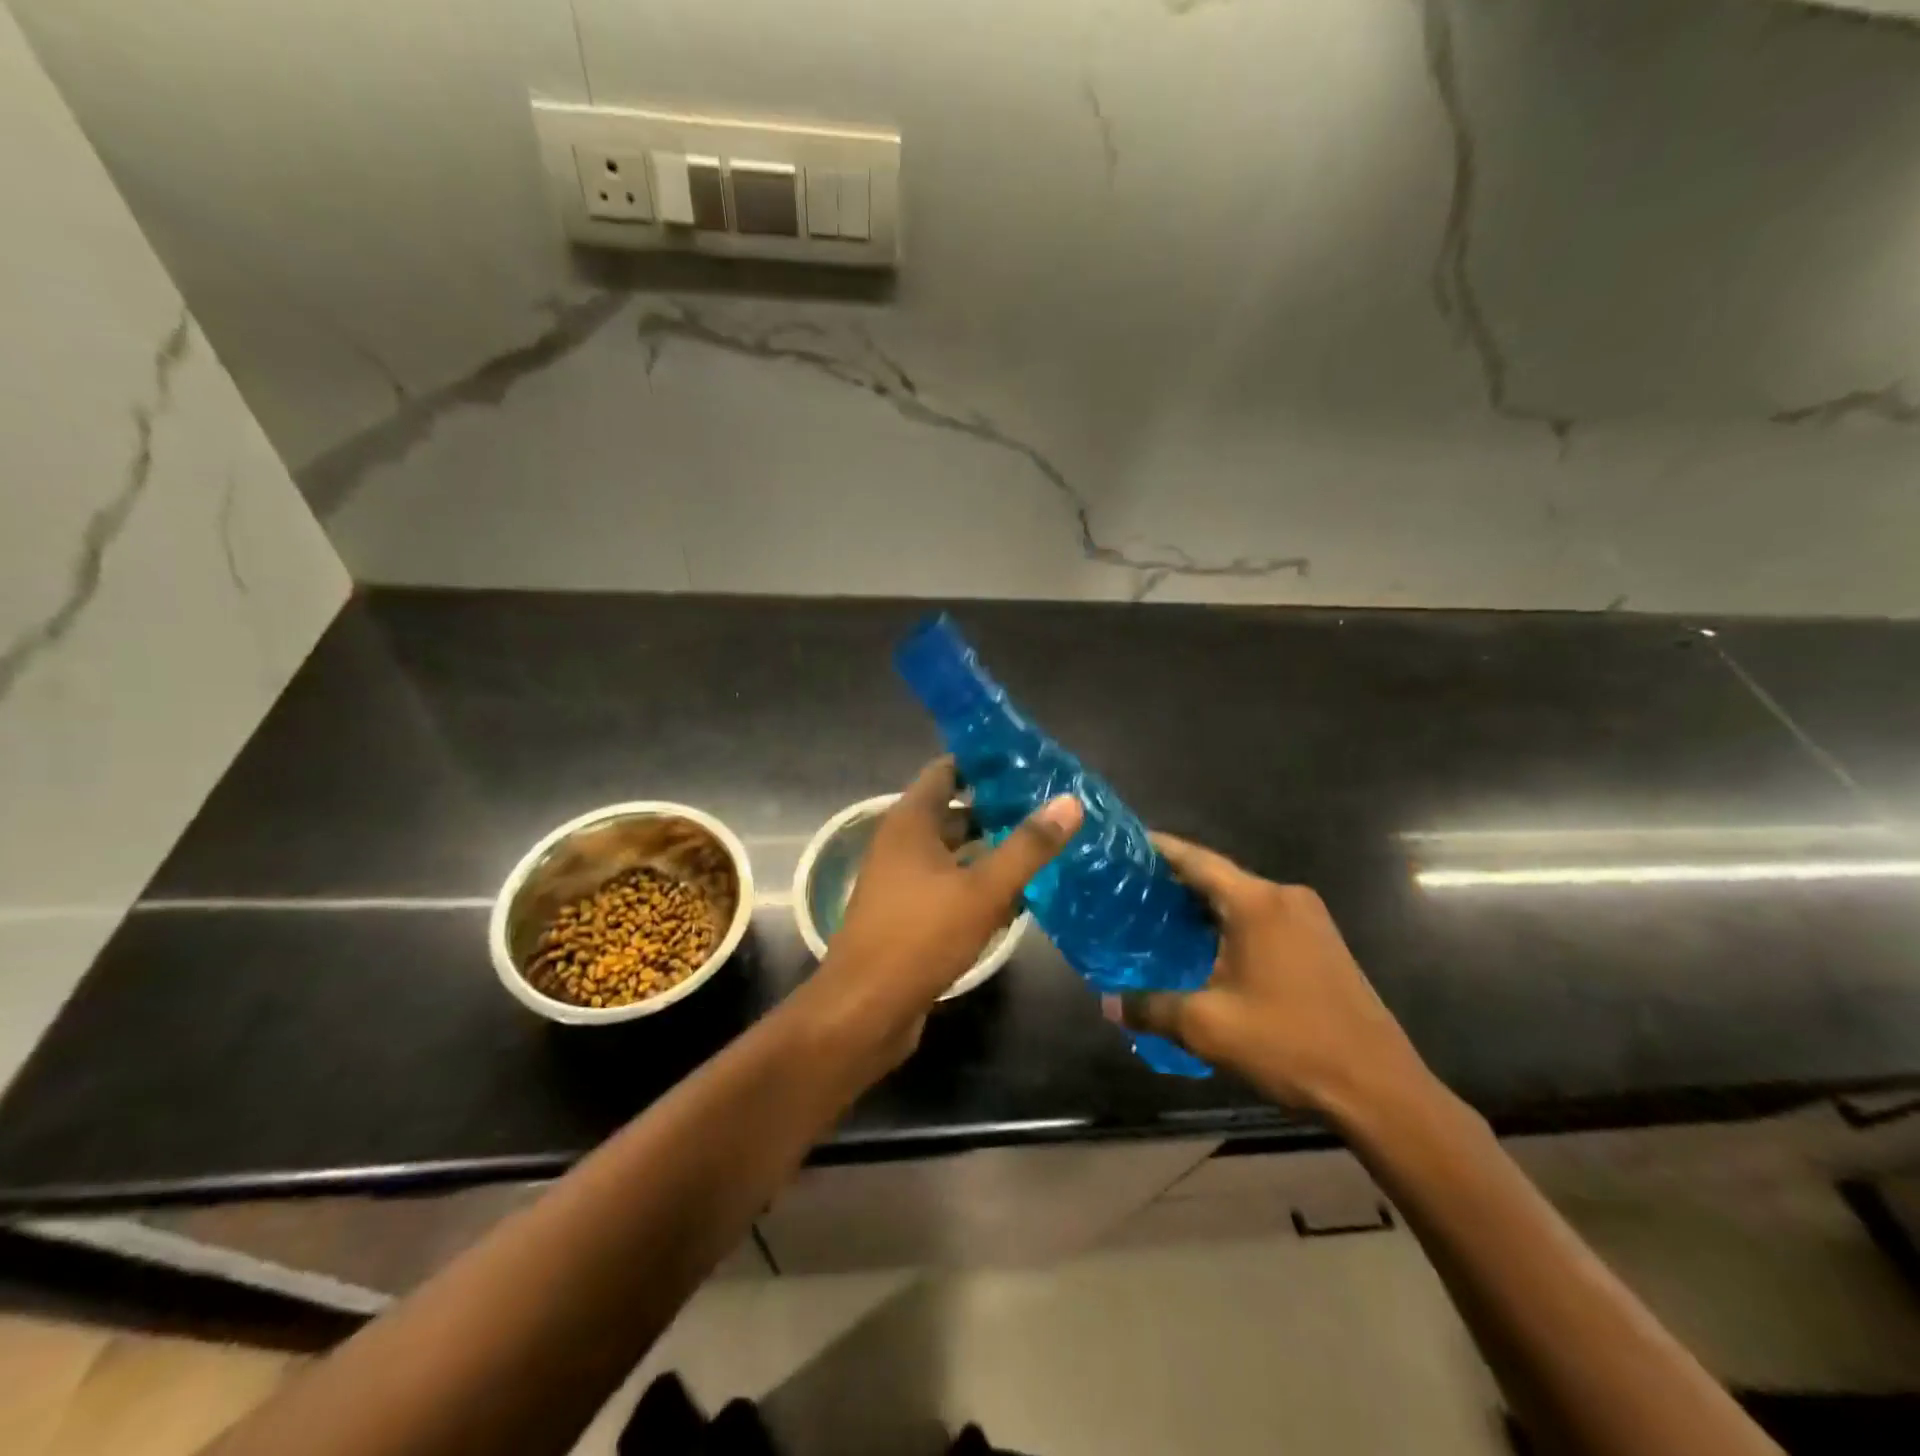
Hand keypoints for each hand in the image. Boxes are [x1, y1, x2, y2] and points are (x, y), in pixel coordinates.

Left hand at [804, 759, 1081, 1070]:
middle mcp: (902, 843)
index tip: (1027, 763)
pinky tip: (1017, 895)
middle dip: (997, 808)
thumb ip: (1027, 846)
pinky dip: (978, 883)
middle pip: (953, 811)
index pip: (946, 771)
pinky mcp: (909, 914)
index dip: (983, 762)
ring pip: (954, 852)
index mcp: (910, 822)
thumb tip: (1069, 801)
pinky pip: (949, 885)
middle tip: (1048, 805)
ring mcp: (903, 880)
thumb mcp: (982, 890)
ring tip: (1042, 845)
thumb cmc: (920, 937)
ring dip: (991, 848)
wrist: (865, 1010)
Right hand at [1112, 836, 1428, 1117]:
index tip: (1124, 846)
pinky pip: (1263, 918)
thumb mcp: (1208, 1028)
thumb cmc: (1289, 1044)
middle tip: (1129, 891)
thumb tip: (1107, 1004)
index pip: (1195, 859)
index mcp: (1256, 902)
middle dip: (1174, 881)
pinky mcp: (1322, 942)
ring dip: (1203, 905)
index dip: (1158, 849)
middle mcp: (1284, 897)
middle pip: (1218, 876)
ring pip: (1242, 899)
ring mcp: (1309, 918)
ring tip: (1158, 918)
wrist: (1379, 1088)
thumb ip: (1152, 1008)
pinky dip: (1230, 923)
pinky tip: (1206, 946)